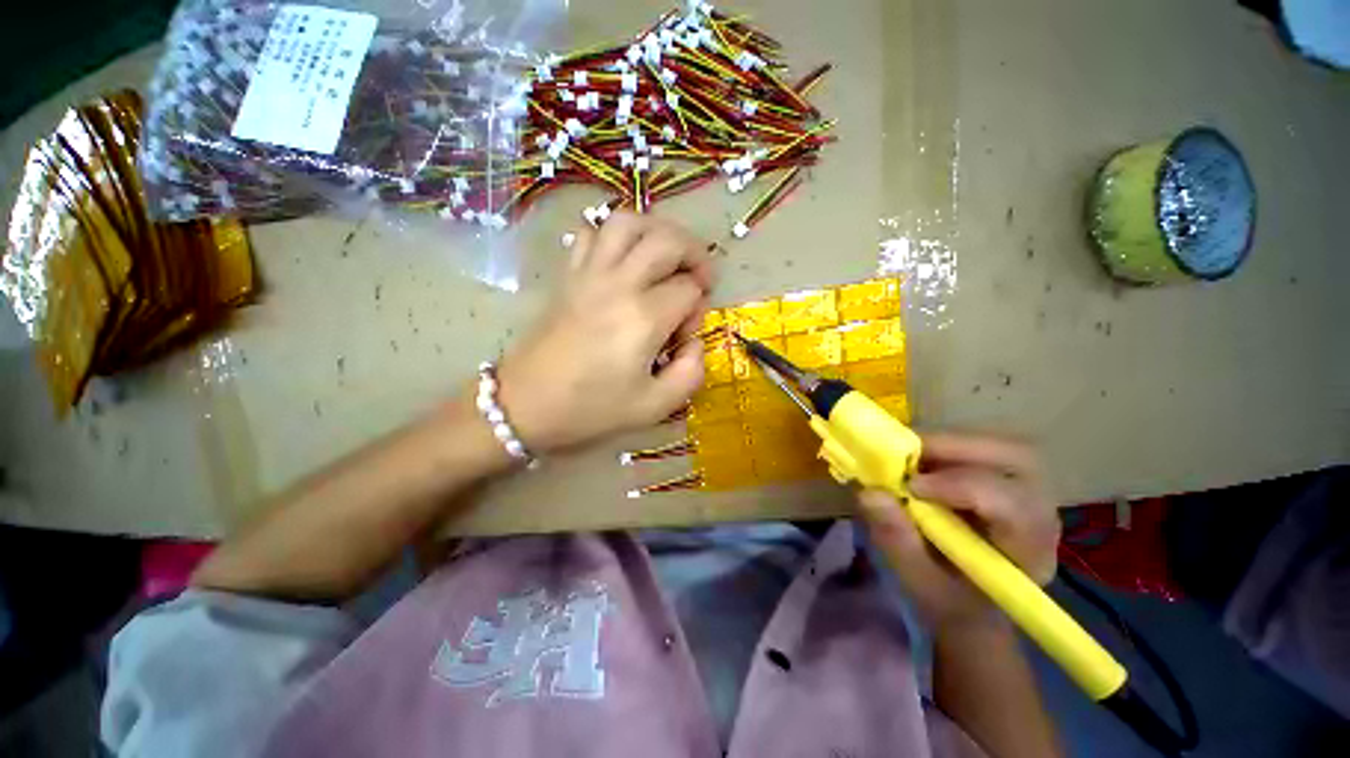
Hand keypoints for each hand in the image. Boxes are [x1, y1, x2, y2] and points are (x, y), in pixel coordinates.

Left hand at [496, 211, 713, 452]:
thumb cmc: (591, 409)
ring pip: (628, 221)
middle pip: (668, 240)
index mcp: (643, 317)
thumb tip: (694, 343)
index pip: (689, 289)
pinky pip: (592, 233)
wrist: (526, 405)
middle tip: (699, 279)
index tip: (684, 335)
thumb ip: (690, 373)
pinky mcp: (568, 275)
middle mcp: (618, 284)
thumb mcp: (654, 406)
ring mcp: (589, 273)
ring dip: (657, 231)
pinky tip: (624, 260)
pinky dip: (614, 235)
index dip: (698, 308)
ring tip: (666, 257)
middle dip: (695, 253)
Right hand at [857, 434, 1059, 631]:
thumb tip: (869, 492)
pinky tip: (917, 460)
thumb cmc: (949, 601)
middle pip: (1016, 458)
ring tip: (905, 457)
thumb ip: (897, 540)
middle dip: (955, 448)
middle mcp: (1040, 515)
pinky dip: (944, 446)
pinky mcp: (1007, 479)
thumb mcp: (919, 583)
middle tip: (905, 453)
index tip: (910, 486)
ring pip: (997, 445)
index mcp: (1029, 553)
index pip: (1011, 505)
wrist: (969, 605)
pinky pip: (981, 448)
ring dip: (946, 444)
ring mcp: (1027, 492)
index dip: (961, 485)